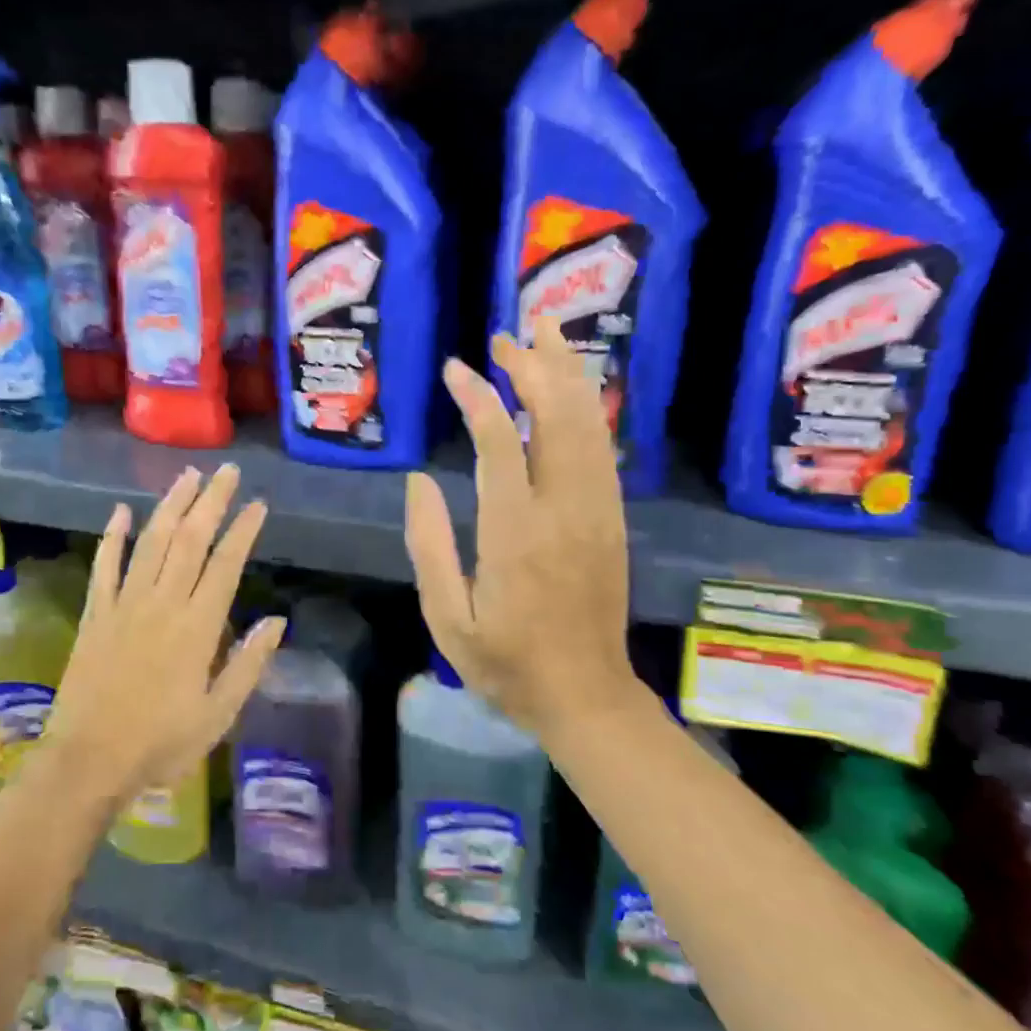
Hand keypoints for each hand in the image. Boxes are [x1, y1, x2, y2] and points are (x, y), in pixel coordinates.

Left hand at [43, 464, 285, 807]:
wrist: (89, 759)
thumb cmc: (160, 742)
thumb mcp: (218, 714)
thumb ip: (248, 665)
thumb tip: (277, 621)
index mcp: (197, 627)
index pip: (225, 565)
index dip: (243, 531)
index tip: (258, 504)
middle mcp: (162, 604)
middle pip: (190, 540)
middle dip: (211, 501)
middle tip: (227, 471)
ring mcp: (124, 605)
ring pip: (151, 542)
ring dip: (170, 506)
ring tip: (187, 476)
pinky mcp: (96, 614)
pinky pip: (105, 567)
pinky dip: (113, 537)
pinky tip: (121, 512)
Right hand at [404, 315, 646, 734]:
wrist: (584, 695)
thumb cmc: (504, 662)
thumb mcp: (446, 617)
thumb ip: (428, 544)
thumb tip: (420, 480)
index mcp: (515, 534)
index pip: (500, 442)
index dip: (478, 397)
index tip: (456, 369)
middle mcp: (563, 510)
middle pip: (556, 418)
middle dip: (533, 368)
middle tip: (507, 336)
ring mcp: (596, 512)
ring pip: (587, 425)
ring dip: (567, 376)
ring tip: (546, 336)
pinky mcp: (611, 520)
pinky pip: (602, 450)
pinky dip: (587, 409)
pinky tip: (573, 389)